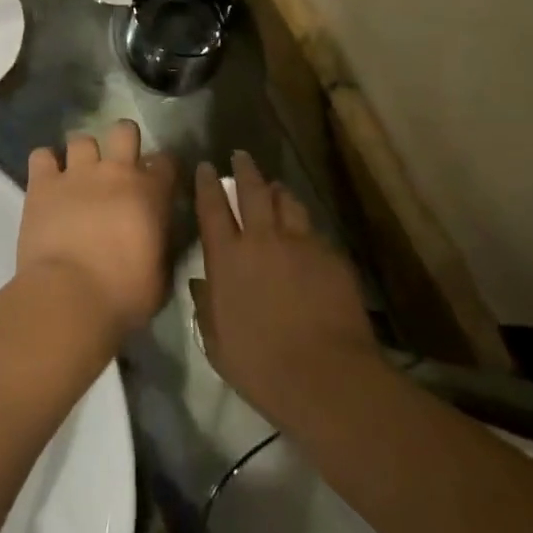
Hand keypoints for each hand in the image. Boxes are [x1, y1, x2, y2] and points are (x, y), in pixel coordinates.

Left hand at [19, 120, 177, 338]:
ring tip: (78, 176)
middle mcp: (115, 172)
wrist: (70, 296)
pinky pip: (41, 155)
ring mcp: (76, 174)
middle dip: (123, 141)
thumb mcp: (160, 274)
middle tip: (117, 167)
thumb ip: (160, 244)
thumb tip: (156, 237)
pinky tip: (46, 181)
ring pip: (81, 139)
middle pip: (124, 130)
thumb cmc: (124, 294)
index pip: (166, 160)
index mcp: (150, 193)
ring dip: (82, 154)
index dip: (162, 168)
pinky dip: (45, 164)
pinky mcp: (42, 184)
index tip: (157, 182)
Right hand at [191, 152, 380, 424]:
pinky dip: (303, 225)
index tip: (205, 167)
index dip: (207, 184)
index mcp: (227, 258)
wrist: (325, 376)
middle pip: (252, 191)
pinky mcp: (331, 256)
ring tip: (275, 187)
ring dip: (277, 191)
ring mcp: (300, 244)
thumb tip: (201, 283)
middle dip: (245, 170)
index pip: (212, 208)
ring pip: (287, 202)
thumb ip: (206, 307)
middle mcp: (261, 240)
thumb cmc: (260, 365)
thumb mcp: (217, 343)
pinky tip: (305, 233)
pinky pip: (313, 230)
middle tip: (241, 156)